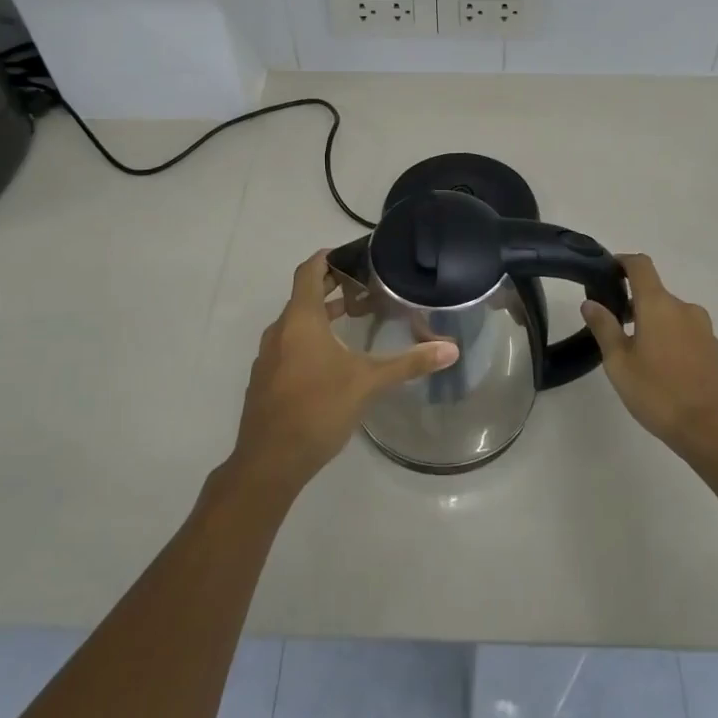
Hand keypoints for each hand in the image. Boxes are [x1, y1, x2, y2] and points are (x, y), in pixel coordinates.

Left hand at [230, 251, 458, 493]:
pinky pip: (289, 345)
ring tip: (355, 317)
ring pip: (296, 322)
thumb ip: (408, 363)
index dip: (328, 257)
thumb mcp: (368, 383)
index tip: (353, 255)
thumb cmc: (317, 409)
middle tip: (366, 285)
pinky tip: (333, 359)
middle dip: (332, 286)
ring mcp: (269, 356)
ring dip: (322, 315)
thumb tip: (451, 349)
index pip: (309, 271)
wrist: (268, 462)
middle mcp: (280, 330)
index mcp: (300, 320)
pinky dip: (310, 338)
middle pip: (303, 295)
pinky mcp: (266, 379)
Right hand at [581, 253, 717, 463]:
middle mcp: (684, 309)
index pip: (641, 265)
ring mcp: (703, 329)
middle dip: (633, 303)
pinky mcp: (714, 349)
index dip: (622, 262)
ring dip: (652, 322)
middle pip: (655, 292)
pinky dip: (669, 337)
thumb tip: (590, 303)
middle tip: (612, 328)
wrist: (713, 431)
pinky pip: (685, 331)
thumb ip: (604, 328)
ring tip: (635, 353)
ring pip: (670, 314)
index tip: (607, 272)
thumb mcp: (619, 363)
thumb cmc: (659, 393)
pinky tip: (660, 368)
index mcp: (659, 305)